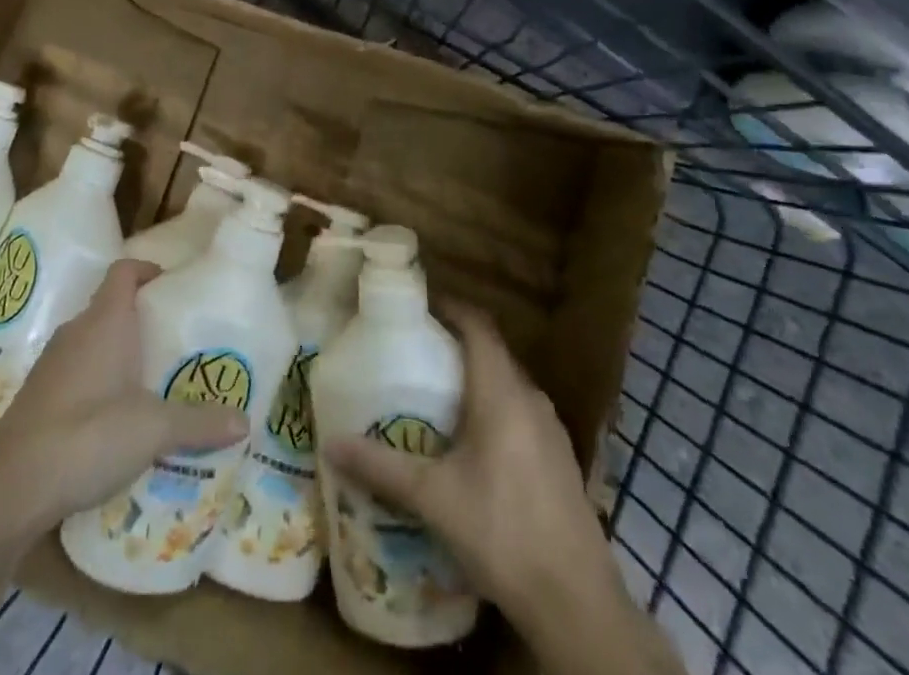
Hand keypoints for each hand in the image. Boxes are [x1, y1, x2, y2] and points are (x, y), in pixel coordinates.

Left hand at [0, 259, 247, 535]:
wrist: (8, 488)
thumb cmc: (87, 436)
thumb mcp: (153, 429)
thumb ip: (199, 423)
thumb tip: (245, 421)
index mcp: (105, 321)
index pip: (124, 271)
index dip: (147, 270)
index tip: (171, 285)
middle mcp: (76, 332)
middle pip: (110, 305)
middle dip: (140, 316)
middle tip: (173, 337)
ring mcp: (52, 364)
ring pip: (91, 340)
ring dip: (118, 350)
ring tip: (151, 376)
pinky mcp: (37, 396)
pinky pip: (75, 370)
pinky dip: (96, 379)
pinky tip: (114, 414)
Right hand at [324, 302, 607, 618]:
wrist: (576, 602)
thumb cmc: (502, 532)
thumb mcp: (434, 499)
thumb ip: (382, 467)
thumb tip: (331, 444)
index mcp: (502, 392)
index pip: (478, 326)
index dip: (451, 307)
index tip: (419, 306)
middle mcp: (531, 398)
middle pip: (493, 352)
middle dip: (456, 344)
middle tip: (417, 352)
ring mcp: (552, 430)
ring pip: (509, 384)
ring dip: (477, 380)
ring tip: (438, 396)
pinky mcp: (561, 460)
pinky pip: (522, 413)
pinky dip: (496, 410)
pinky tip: (475, 446)